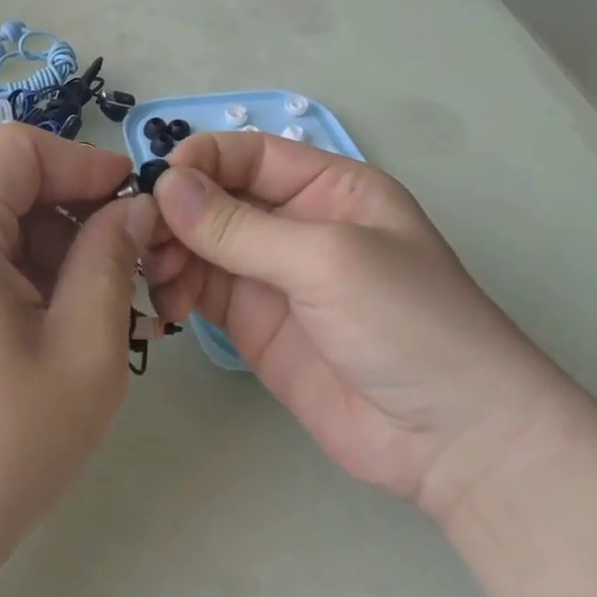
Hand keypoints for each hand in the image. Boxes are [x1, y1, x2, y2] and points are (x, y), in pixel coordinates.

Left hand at [0, 124, 156, 584]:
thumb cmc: (0, 446)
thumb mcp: (83, 349)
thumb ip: (111, 260)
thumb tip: (135, 208)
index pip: (22, 149)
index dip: (86, 164)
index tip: (137, 208)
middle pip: (9, 181)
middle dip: (76, 211)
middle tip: (132, 267)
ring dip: (56, 246)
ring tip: (102, 305)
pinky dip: (26, 271)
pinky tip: (60, 322)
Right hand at [144, 132, 573, 517]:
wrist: (452, 442)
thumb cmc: (408, 325)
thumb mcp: (326, 260)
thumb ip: (239, 226)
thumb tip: (164, 185)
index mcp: (327, 189)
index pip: (248, 154)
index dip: (201, 161)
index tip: (158, 185)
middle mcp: (293, 224)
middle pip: (214, 198)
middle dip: (176, 212)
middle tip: (143, 239)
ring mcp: (269, 275)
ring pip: (198, 244)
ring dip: (169, 252)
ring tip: (156, 276)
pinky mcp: (251, 322)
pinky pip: (199, 289)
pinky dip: (174, 289)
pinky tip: (166, 304)